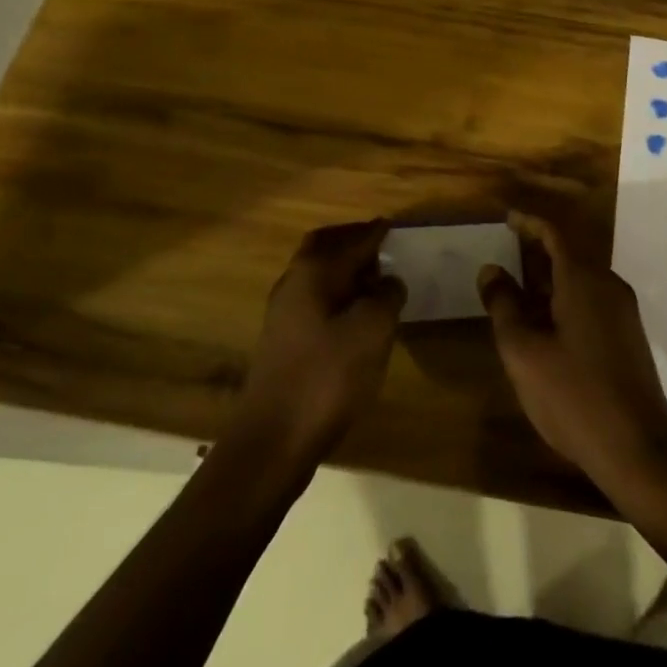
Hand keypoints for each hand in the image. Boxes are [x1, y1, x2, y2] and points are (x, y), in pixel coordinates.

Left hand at [237, 220, 405, 463]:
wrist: (274, 441)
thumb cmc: (327, 376)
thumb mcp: (372, 331)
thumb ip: (386, 297)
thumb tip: (389, 281)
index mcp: (313, 271)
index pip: (351, 240)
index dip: (375, 233)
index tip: (393, 226)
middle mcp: (292, 283)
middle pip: (323, 248)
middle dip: (351, 243)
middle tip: (380, 247)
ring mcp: (283, 315)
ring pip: (317, 277)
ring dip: (343, 271)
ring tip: (374, 282)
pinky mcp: (283, 343)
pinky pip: (315, 302)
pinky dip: (336, 297)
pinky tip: (355, 317)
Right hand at [478, 210, 666, 487]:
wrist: (638, 450)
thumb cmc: (574, 395)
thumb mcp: (523, 351)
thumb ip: (504, 305)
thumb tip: (491, 270)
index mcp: (583, 280)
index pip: (555, 233)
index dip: (529, 221)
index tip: (506, 217)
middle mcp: (608, 286)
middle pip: (570, 252)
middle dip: (537, 248)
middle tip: (505, 250)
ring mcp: (623, 312)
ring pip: (581, 278)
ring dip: (550, 276)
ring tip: (518, 288)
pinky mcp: (628, 337)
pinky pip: (591, 300)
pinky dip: (565, 297)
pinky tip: (546, 323)